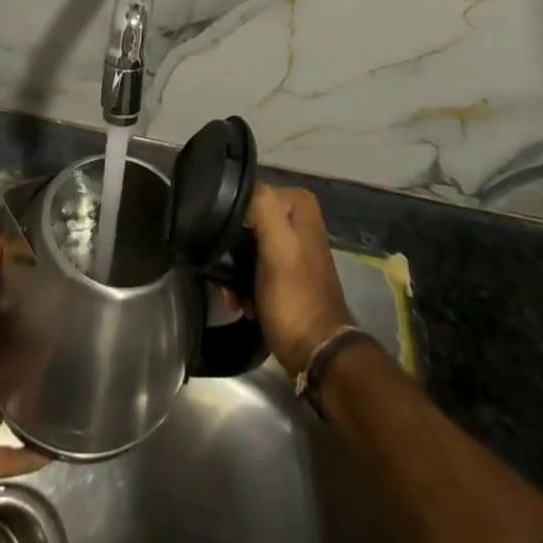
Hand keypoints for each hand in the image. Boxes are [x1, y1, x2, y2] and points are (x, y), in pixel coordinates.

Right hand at [246, 185, 355, 377]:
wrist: (317, 354)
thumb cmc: (295, 297)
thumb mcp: (277, 246)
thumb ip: (261, 207)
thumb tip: (238, 188)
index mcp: (298, 202)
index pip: (248, 195)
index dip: (232, 222)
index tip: (226, 250)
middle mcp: (296, 218)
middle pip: (246, 221)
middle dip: (232, 252)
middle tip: (228, 279)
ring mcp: (291, 245)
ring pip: (246, 245)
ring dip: (235, 272)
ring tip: (234, 295)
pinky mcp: (285, 271)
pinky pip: (253, 266)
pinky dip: (244, 284)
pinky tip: (243, 302)